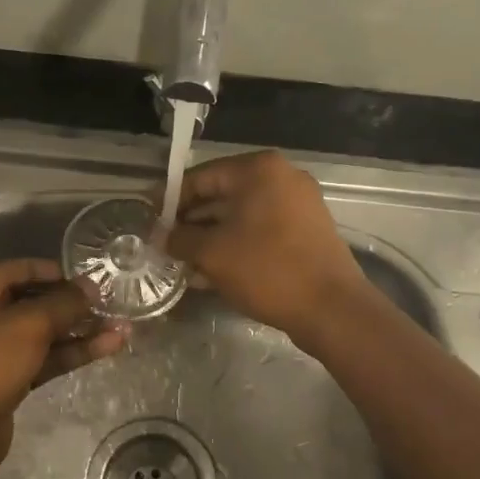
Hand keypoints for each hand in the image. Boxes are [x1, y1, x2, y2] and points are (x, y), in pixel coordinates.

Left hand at [0, 258, 125, 478]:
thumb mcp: (30, 324)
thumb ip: (65, 302)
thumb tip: (91, 287)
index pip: (21, 268)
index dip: (58, 272)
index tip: (92, 280)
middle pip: (34, 300)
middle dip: (74, 304)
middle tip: (111, 304)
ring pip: (43, 332)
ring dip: (80, 330)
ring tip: (122, 327)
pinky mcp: (7, 377)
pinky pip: (43, 356)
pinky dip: (71, 352)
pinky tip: (108, 347)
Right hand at [162, 150, 365, 345]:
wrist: (330, 308)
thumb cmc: (266, 269)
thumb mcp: (212, 253)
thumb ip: (180, 239)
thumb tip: (161, 237)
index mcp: (258, 170)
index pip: (201, 176)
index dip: (170, 198)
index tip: (149, 219)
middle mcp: (282, 177)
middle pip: (222, 195)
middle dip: (191, 222)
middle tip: (165, 245)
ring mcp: (299, 204)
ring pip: (241, 216)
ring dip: (211, 237)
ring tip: (184, 263)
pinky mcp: (307, 230)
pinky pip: (261, 230)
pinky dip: (237, 244)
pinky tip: (213, 271)